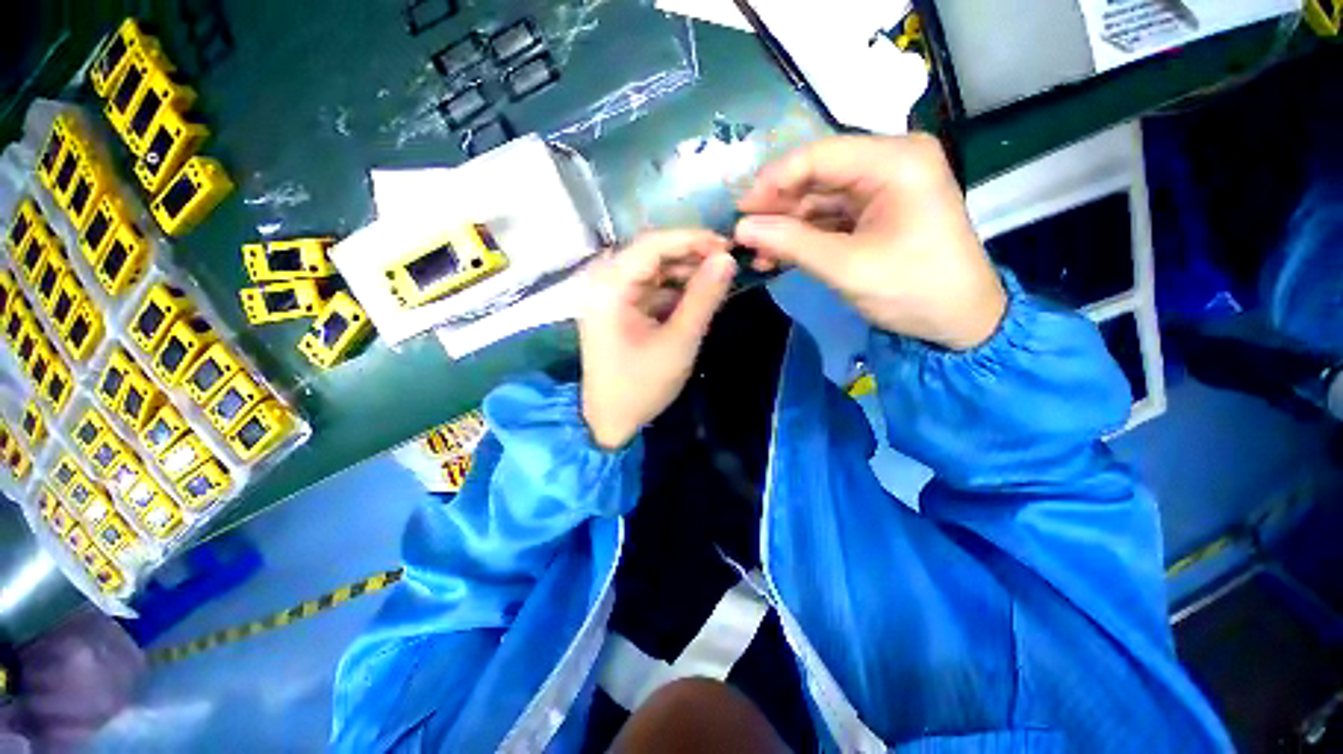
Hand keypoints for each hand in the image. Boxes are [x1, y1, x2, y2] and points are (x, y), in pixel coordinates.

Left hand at [579, 230, 737, 449]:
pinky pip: (650, 288)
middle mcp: (604, 282)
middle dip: (691, 257)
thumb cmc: (642, 385)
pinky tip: (698, 296)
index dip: (692, 239)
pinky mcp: (617, 309)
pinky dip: (674, 291)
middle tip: (727, 264)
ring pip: (653, 270)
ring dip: (685, 274)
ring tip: (718, 281)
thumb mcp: (679, 342)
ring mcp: (609, 296)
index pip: (652, 244)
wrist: (610, 420)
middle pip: (652, 254)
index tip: (728, 246)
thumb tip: (728, 259)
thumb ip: (704, 298)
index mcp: (610, 287)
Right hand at [735, 134, 1005, 350]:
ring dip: (786, 226)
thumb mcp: (846, 267)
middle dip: (778, 207)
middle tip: (743, 235)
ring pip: (819, 198)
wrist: (958, 321)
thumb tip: (740, 229)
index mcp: (895, 161)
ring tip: (755, 252)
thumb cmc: (912, 289)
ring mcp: (882, 187)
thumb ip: (791, 243)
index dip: (773, 181)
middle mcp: (889, 162)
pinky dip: (803, 236)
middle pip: (817, 175)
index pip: (819, 156)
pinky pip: (829, 216)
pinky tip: (777, 254)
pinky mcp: (875, 211)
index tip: (740, 209)